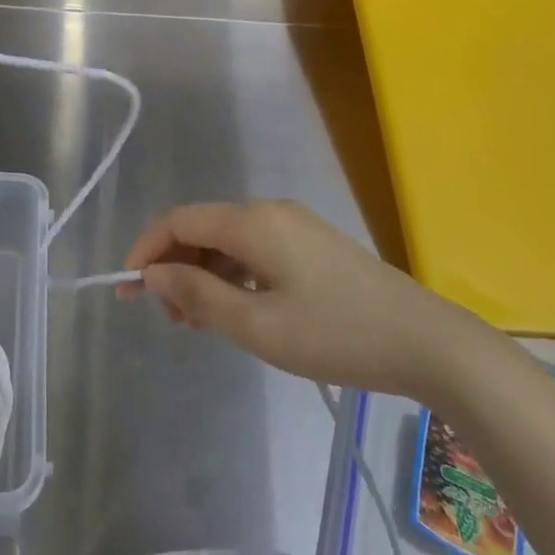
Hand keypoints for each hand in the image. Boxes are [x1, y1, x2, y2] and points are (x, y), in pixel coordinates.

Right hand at [122, 200, 494, 401]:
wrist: (427, 342)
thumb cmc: (337, 334)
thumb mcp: (259, 325)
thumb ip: (199, 295)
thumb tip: (153, 274)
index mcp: (254, 221)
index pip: (181, 220)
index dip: (148, 248)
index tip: (127, 287)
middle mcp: (270, 211)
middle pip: (204, 228)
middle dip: (176, 266)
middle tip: (168, 317)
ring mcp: (295, 226)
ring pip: (230, 241)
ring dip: (204, 274)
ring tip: (198, 321)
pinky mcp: (312, 245)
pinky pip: (256, 251)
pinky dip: (233, 276)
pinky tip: (235, 310)